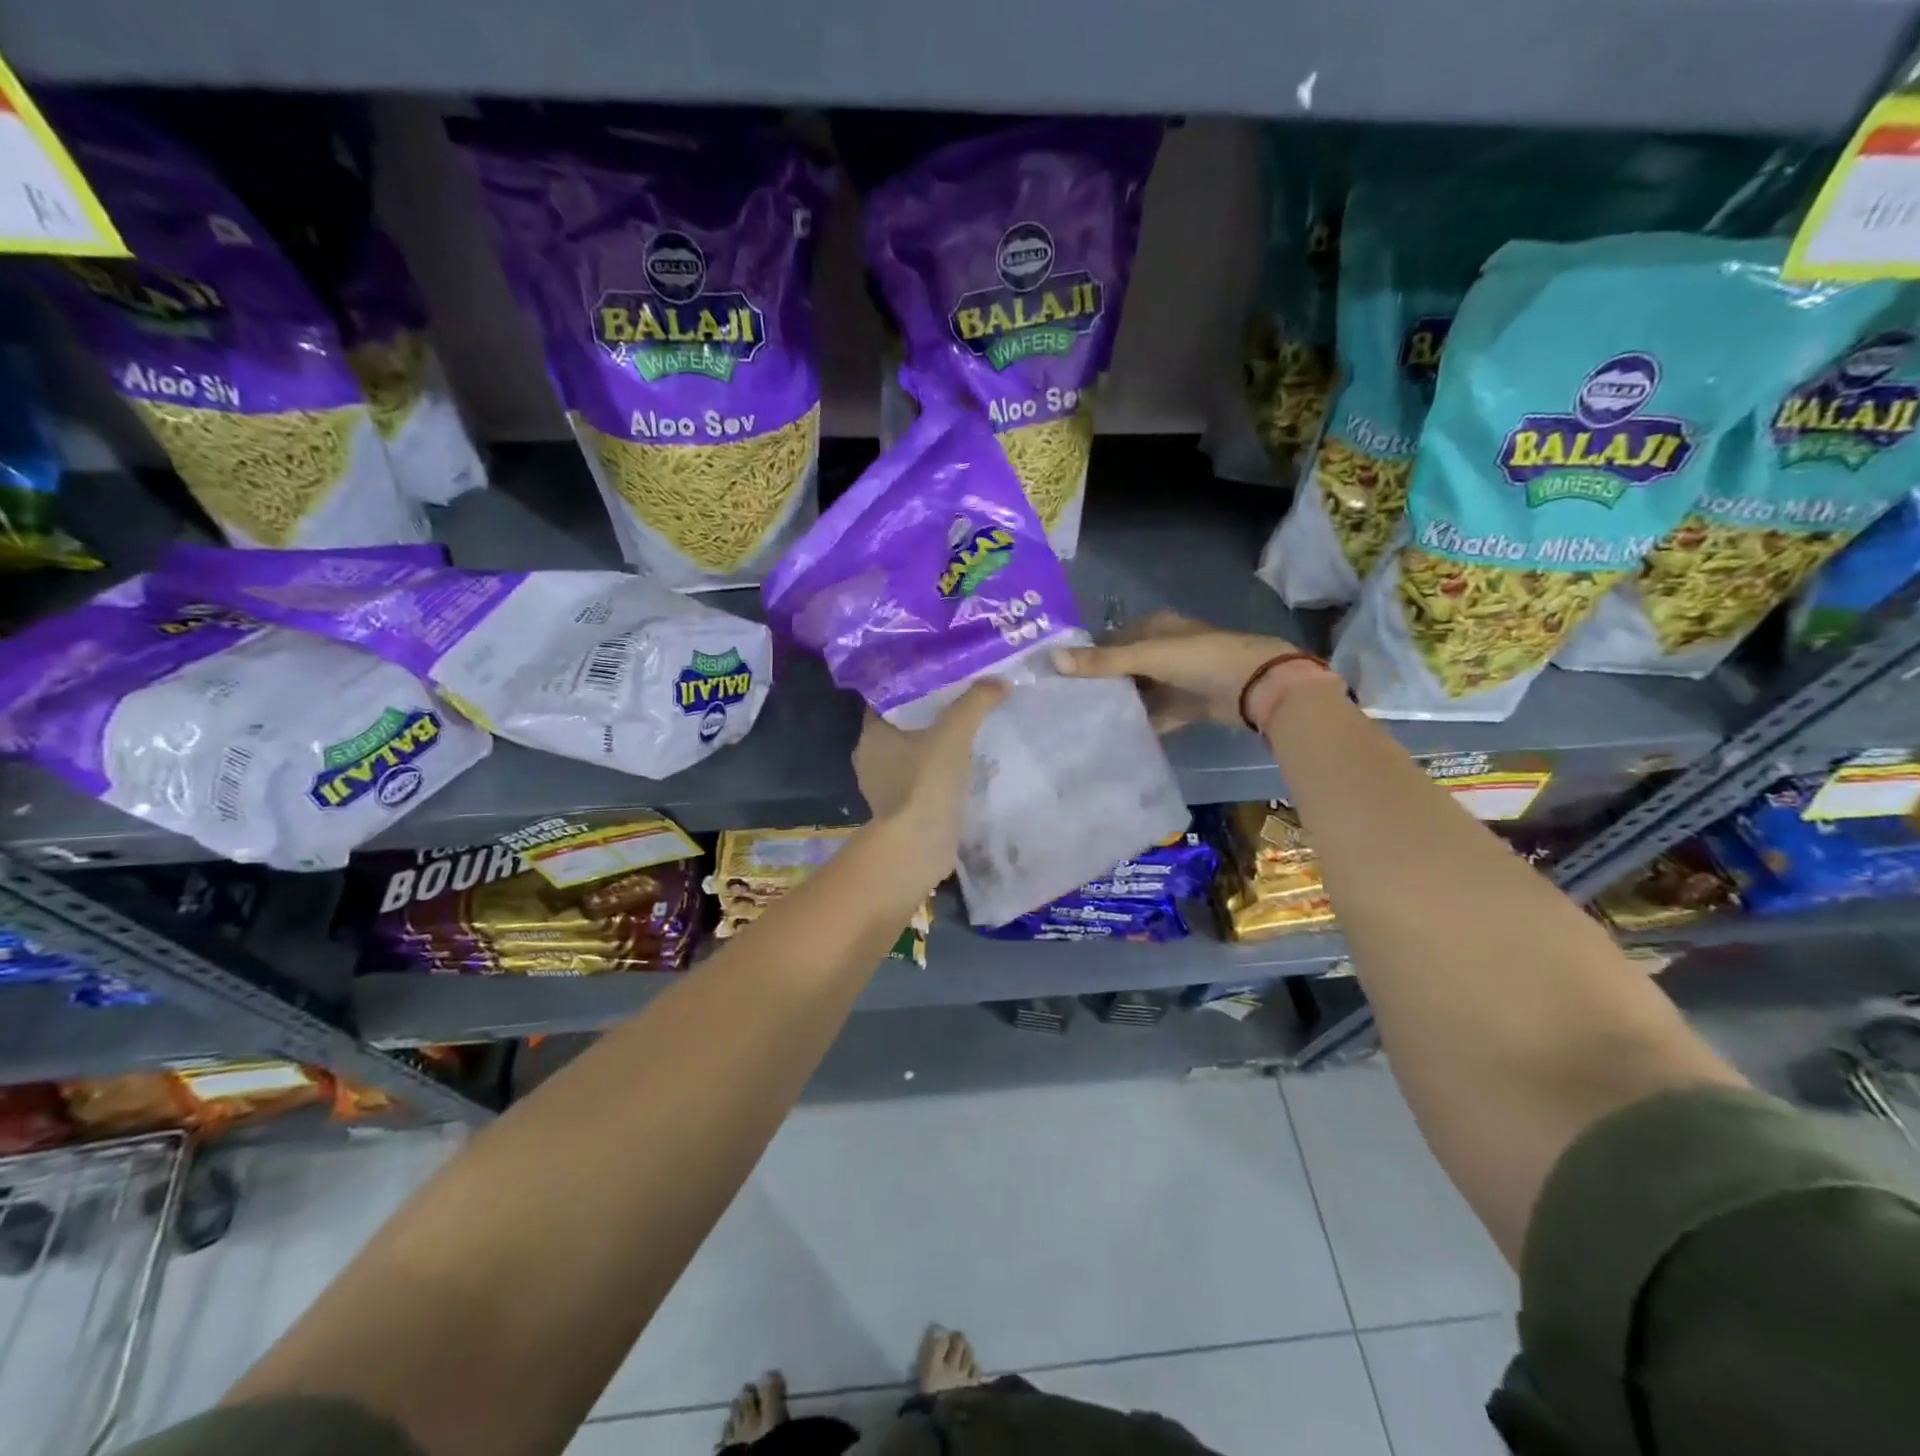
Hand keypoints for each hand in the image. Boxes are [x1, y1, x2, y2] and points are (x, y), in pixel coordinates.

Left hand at [852, 680, 1007, 888]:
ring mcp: (883, 790)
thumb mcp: (953, 733)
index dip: (910, 687)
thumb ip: (975, 703)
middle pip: (900, 728)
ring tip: (965, 735)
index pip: (886, 700)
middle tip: (958, 702)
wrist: (917, 847)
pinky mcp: (900, 813)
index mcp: (870, 736)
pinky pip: (919, 783)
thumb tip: (1000, 681)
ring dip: (932, 749)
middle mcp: (869, 760)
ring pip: (910, 757)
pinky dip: (936, 776)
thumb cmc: (925, 782)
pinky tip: (961, 771)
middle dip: (926, 717)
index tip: (938, 678)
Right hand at [1051, 610, 1316, 731]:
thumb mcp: (1148, 656)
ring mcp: (1177, 678)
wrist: (1258, 687)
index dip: (1086, 655)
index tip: (1058, 676)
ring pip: (1139, 692)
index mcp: (1155, 627)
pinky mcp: (1187, 704)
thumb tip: (1051, 658)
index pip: (1110, 639)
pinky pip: (1156, 714)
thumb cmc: (1201, 659)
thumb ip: (1102, 661)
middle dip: (1100, 684)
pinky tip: (1117, 736)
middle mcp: (1164, 649)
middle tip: (1066, 705)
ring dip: (1120, 705)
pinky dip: (1141, 723)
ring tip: (1084, 723)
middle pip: (1123, 668)